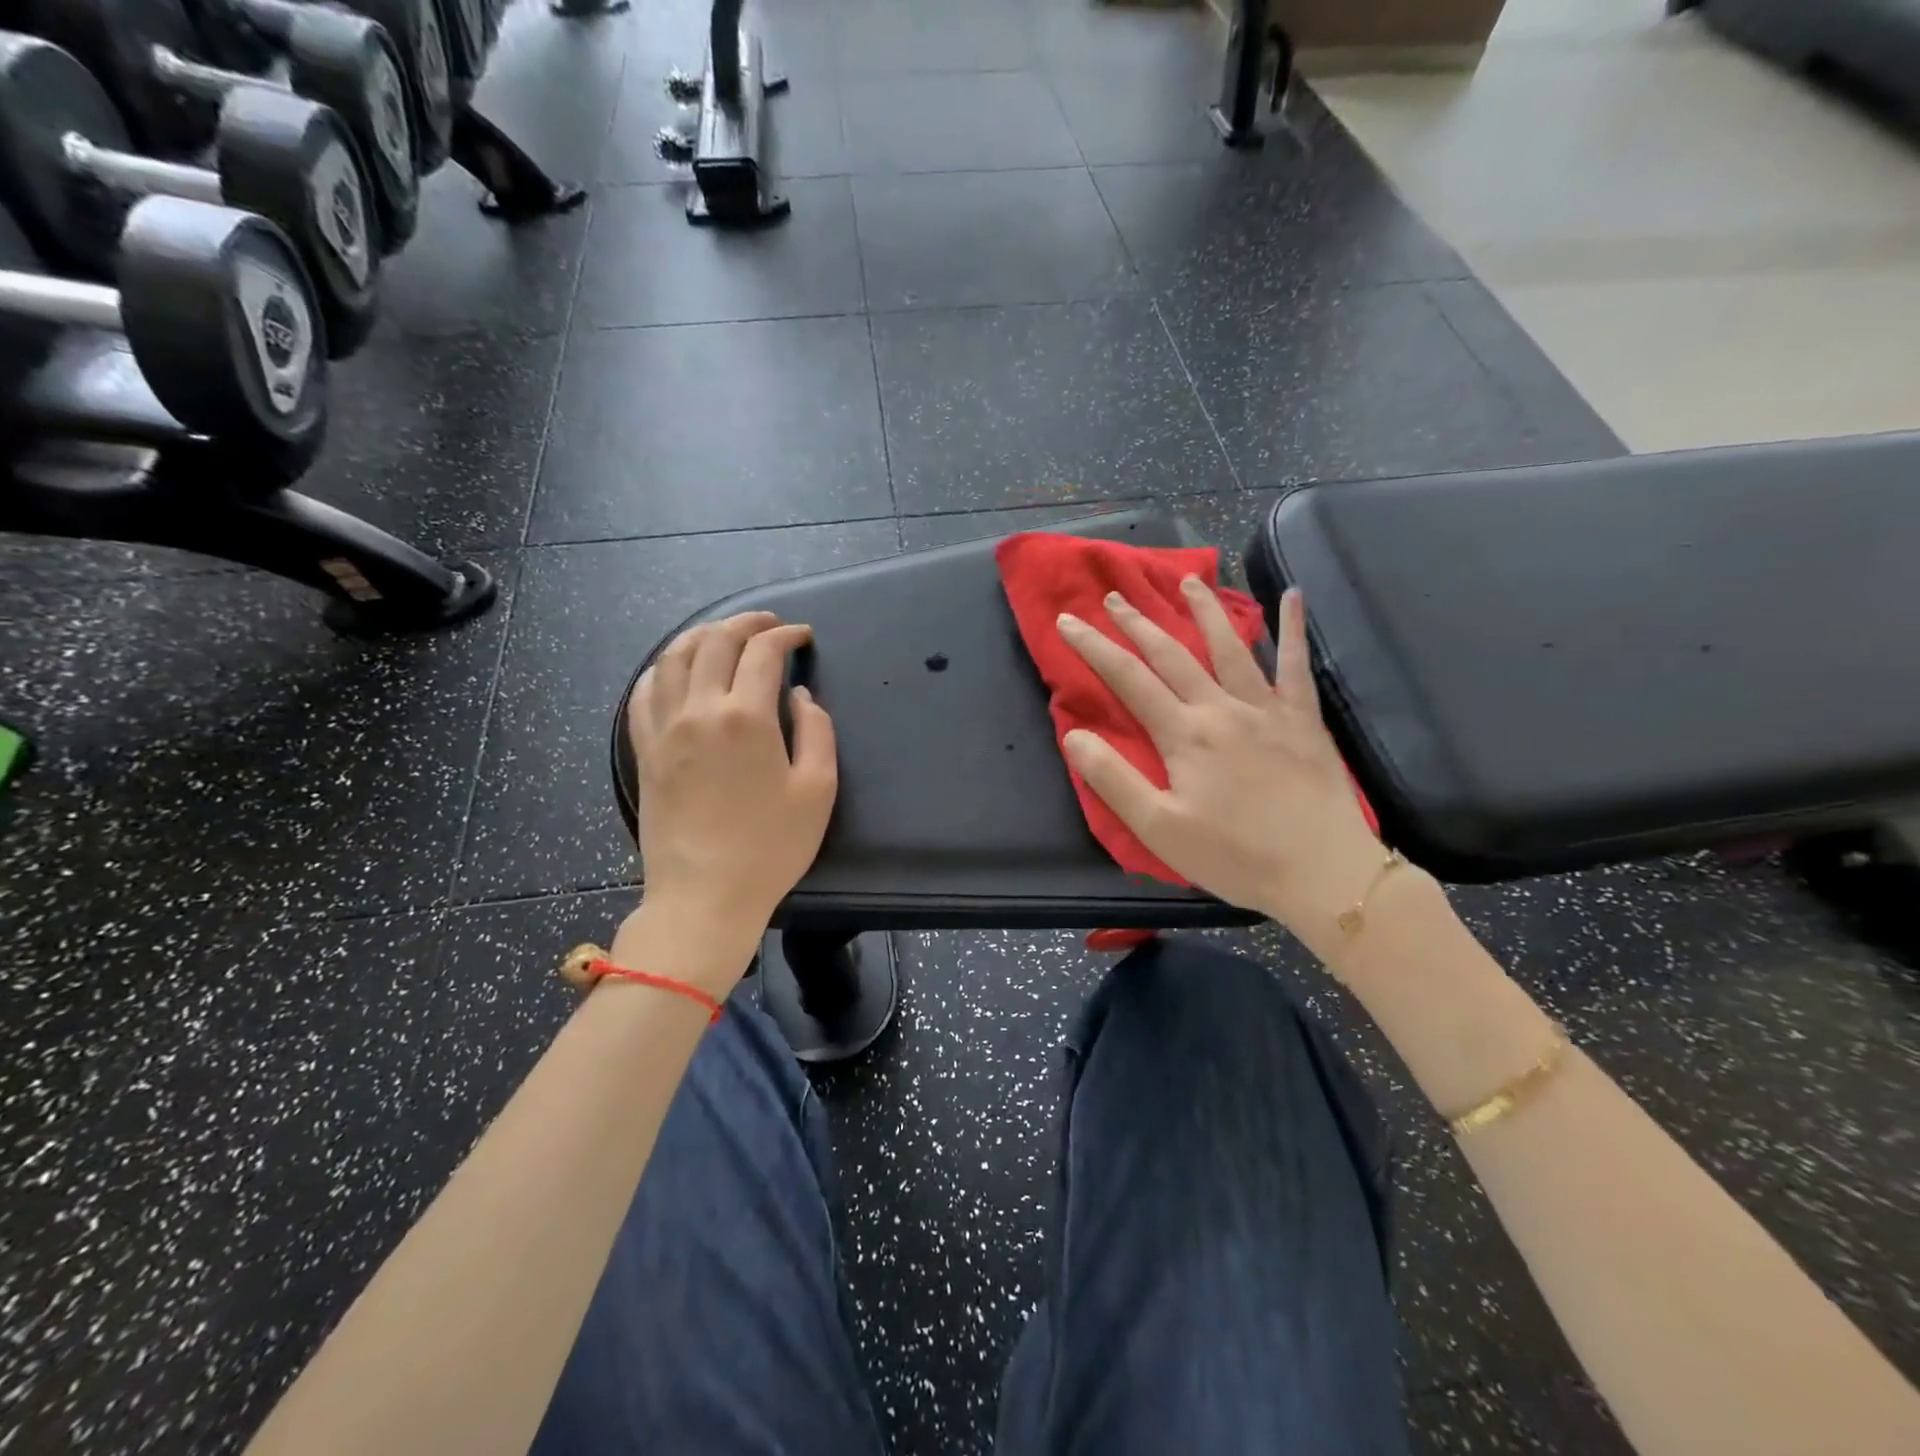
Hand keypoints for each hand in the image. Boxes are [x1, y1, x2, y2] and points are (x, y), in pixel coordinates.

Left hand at [628, 611, 836, 946]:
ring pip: (673, 658)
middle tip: (769, 624)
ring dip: (701, 635)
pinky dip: (661, 669)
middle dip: (746, 622)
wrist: (704, 895)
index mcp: (746, 717)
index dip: (786, 635)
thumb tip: (799, 697)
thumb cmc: (770, 847)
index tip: (803, 637)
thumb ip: (816, 732)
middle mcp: (699, 710)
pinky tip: (675, 669)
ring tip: (723, 634)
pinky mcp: (644, 750)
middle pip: (714, 642)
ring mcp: (664, 729)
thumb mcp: (817, 790)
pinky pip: (643, 693)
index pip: (762, 653)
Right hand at [1057, 582, 1384, 950]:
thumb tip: (1073, 735)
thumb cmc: (1235, 857)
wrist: (1322, 874)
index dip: (1094, 647)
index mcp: (1184, 734)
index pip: (1128, 679)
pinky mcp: (1303, 719)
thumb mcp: (1159, 829)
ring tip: (1187, 580)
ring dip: (1204, 611)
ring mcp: (1267, 709)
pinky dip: (1293, 629)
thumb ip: (1113, 780)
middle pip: (1172, 654)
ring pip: (1229, 647)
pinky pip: (1296, 665)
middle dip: (1138, 622)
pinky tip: (1292, 595)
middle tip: (1115, 596)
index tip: (1068, 621)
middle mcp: (1222, 708)